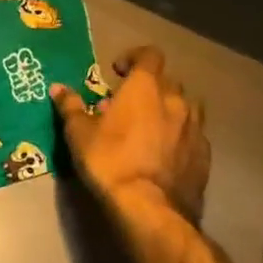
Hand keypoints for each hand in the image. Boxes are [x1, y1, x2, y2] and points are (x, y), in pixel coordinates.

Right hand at [51, 45, 210, 244]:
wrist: (150, 208)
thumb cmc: (110, 161)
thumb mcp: (79, 133)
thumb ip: (70, 106)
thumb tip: (58, 88)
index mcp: (145, 88)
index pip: (150, 55)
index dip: (134, 57)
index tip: (118, 71)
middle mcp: (175, 101)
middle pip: (168, 81)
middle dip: (150, 86)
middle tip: (129, 103)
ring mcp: (195, 129)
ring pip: (186, 107)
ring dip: (169, 110)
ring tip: (151, 126)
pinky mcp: (205, 156)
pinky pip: (193, 135)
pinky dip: (180, 136)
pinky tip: (165, 152)